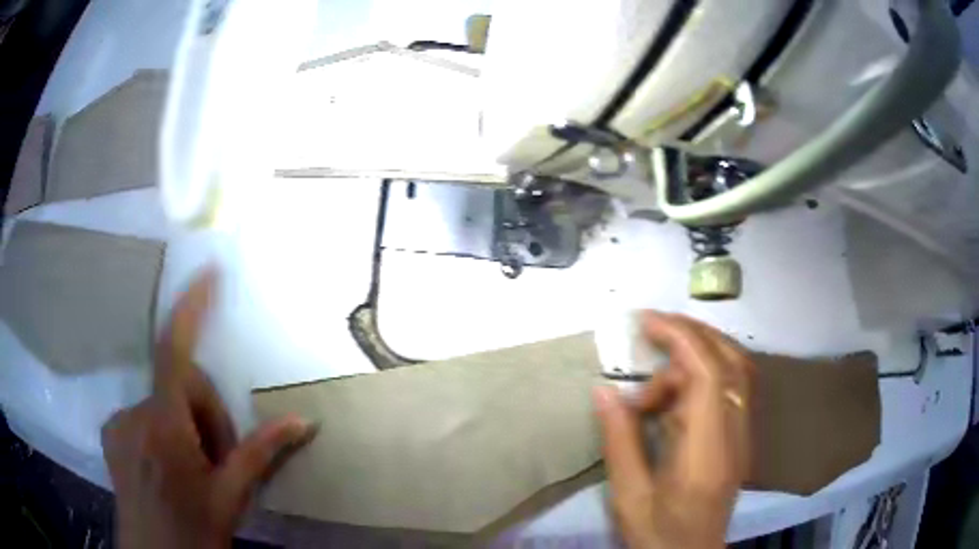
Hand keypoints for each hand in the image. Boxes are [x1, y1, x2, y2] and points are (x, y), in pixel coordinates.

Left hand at [101, 270, 316, 548]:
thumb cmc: (194, 530)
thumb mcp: (230, 496)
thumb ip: (260, 454)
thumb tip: (302, 422)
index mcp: (165, 427)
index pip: (175, 353)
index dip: (190, 309)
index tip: (209, 272)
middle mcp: (135, 413)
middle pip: (177, 385)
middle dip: (204, 414)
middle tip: (217, 458)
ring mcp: (118, 422)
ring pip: (160, 402)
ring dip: (183, 425)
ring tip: (193, 467)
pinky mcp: (110, 432)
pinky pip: (142, 414)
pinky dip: (160, 429)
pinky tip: (167, 465)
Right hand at [594, 312, 753, 548]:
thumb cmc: (658, 534)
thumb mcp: (628, 495)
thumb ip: (619, 440)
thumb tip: (604, 390)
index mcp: (706, 452)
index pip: (708, 377)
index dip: (681, 339)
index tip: (646, 323)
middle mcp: (735, 434)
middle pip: (729, 363)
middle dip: (691, 334)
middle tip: (651, 329)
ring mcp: (743, 435)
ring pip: (733, 371)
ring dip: (698, 352)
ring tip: (655, 368)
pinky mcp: (740, 438)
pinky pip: (730, 389)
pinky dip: (703, 375)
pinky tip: (673, 393)